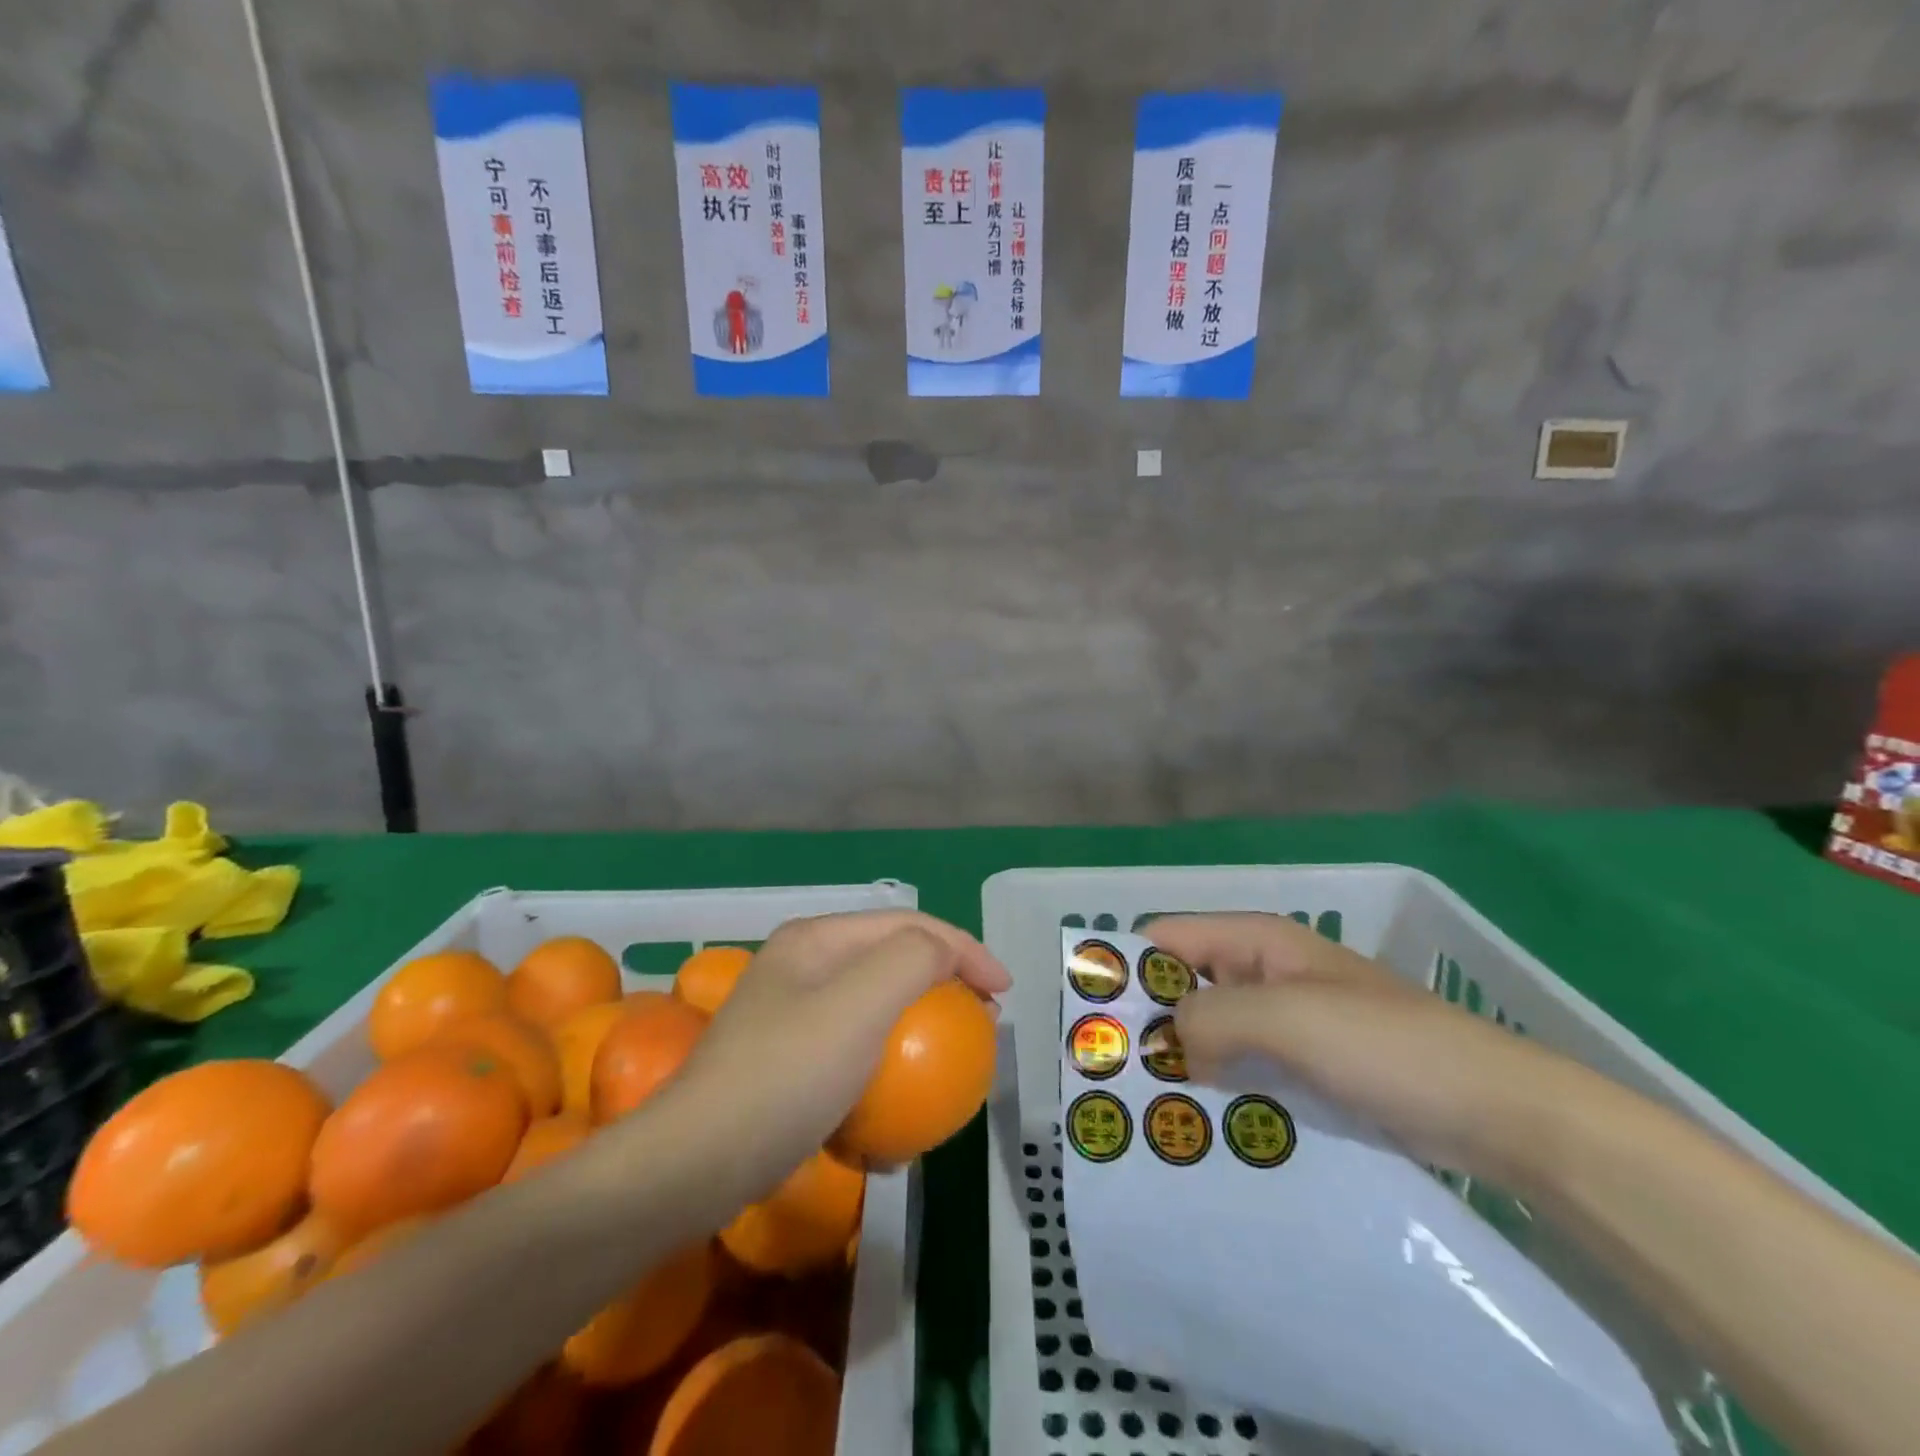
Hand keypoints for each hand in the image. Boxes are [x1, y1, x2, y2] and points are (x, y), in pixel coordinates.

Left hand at [661, 911, 1009, 1199]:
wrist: (695, 1164)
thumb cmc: (788, 1073)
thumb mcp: (861, 1002)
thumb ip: (913, 958)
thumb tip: (946, 951)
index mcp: (816, 938)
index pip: (907, 924)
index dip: (964, 948)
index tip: (1005, 994)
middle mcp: (801, 966)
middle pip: (892, 961)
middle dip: (943, 985)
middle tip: (982, 1023)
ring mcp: (790, 1017)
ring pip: (875, 1010)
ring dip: (917, 1034)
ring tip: (949, 1069)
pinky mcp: (785, 1066)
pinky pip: (852, 1055)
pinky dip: (884, 1075)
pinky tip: (895, 1123)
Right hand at [1152, 913, 1574, 1177]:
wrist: (1499, 1112)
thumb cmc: (1387, 1045)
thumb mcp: (1290, 1017)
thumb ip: (1213, 1016)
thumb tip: (1167, 1044)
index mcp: (1257, 941)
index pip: (1166, 939)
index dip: (1129, 972)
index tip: (1095, 1024)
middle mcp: (1263, 973)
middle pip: (1184, 988)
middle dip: (1151, 1027)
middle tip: (1115, 1082)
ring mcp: (1287, 1023)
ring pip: (1211, 1034)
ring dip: (1183, 1066)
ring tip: (1147, 1114)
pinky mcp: (1306, 1069)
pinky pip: (1244, 1071)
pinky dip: (1219, 1092)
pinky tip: (1200, 1129)